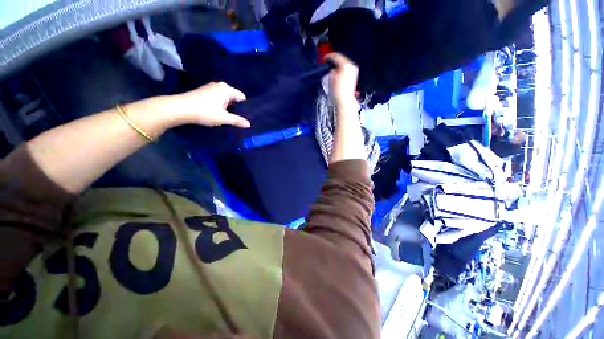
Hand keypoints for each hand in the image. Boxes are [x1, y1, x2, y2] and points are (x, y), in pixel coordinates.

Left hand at [169, 82, 250, 127]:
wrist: (180, 109)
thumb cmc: (205, 112)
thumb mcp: (224, 118)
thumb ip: (237, 120)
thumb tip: (249, 124)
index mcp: (226, 89)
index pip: (241, 97)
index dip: (245, 107)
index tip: (245, 116)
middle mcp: (219, 85)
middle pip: (233, 97)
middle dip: (236, 107)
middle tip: (238, 118)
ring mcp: (210, 88)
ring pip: (225, 98)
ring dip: (228, 106)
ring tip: (229, 117)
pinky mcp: (204, 92)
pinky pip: (218, 98)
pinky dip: (220, 105)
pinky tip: (218, 113)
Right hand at [326, 53, 358, 107]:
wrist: (344, 101)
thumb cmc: (338, 92)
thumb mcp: (331, 78)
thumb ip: (331, 70)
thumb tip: (332, 69)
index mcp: (346, 65)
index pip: (336, 56)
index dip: (329, 57)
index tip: (324, 58)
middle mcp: (351, 67)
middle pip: (341, 60)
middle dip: (333, 62)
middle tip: (327, 64)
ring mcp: (353, 72)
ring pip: (343, 65)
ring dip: (337, 67)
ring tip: (331, 72)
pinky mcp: (353, 77)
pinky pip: (346, 70)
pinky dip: (341, 71)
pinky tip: (336, 76)